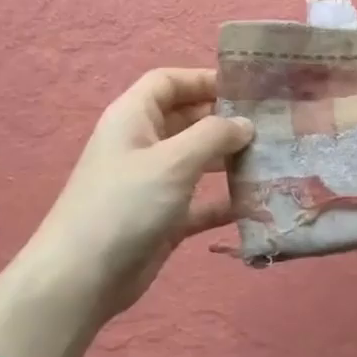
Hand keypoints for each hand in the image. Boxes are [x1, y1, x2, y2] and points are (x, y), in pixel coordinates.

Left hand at [25, 68, 252, 324]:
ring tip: (273, 159)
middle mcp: (142, 144)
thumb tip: (245, 124)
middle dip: (226, 120)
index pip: (168, 82)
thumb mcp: (173, 161)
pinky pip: (202, 201)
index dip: (204, 79)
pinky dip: (225, 200)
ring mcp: (153, 183)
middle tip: (272, 125)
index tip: (247, 88)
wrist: (83, 277)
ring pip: (198, 161)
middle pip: (188, 119)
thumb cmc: (125, 205)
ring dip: (231, 159)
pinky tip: (258, 202)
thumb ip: (214, 135)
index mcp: (133, 118)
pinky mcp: (164, 218)